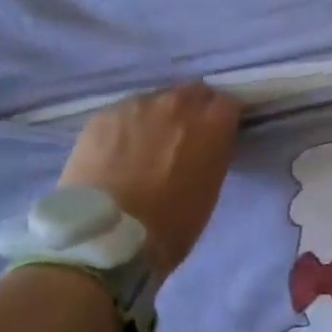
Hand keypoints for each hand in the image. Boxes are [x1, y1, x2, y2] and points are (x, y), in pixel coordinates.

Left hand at [58, 83, 242, 275]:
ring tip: (142, 146)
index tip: (214, 135)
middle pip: (192, 92)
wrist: (105, 239)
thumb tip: (206, 144)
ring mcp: (138, 105)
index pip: (227, 103)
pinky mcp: (104, 114)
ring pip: (155, 100)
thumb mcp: (209, 190)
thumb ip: (212, 153)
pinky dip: (125, 127)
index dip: (220, 119)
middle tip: (180, 138)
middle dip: (191, 110)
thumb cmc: (170, 226)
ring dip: (156, 116)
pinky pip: (123, 112)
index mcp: (212, 123)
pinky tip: (115, 152)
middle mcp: (178, 103)